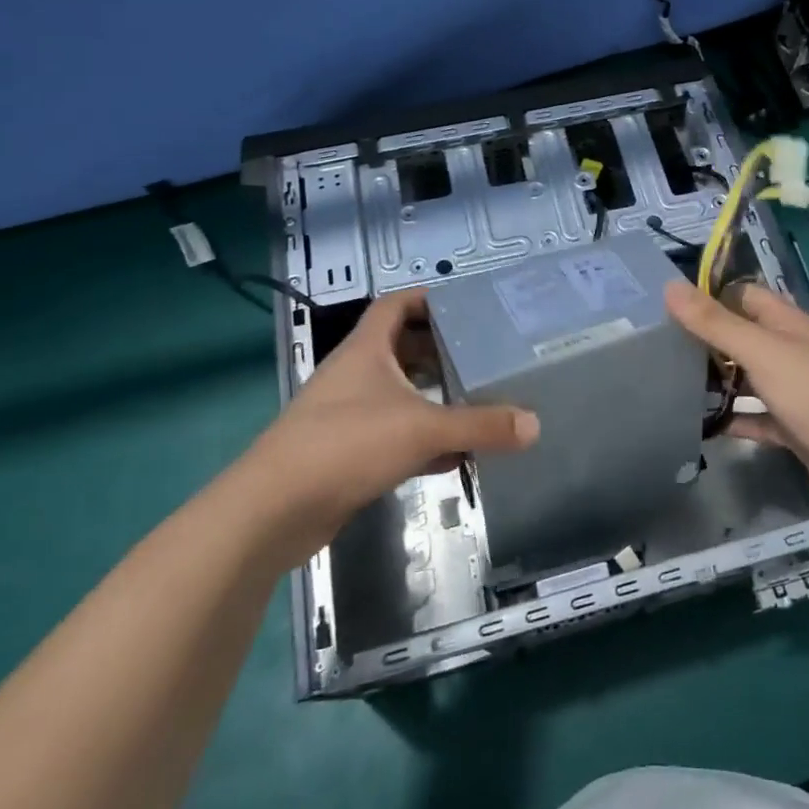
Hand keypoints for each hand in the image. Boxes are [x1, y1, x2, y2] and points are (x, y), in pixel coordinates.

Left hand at [243, 288, 538, 545]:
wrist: (274, 510)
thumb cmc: (347, 445)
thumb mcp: (422, 429)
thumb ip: (480, 425)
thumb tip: (534, 425)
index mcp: (366, 350)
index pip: (395, 305)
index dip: (428, 298)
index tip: (466, 305)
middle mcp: (355, 374)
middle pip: (400, 348)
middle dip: (439, 350)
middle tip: (483, 355)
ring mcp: (347, 414)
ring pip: (398, 393)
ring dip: (432, 396)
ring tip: (476, 399)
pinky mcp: (346, 452)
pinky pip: (393, 433)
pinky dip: (422, 438)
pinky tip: (453, 454)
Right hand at [665, 280, 808, 515]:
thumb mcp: (760, 351)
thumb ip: (714, 322)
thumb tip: (670, 286)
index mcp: (786, 323)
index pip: (743, 296)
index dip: (710, 297)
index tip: (668, 309)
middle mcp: (790, 350)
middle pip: (742, 337)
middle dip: (707, 341)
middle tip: (660, 350)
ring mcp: (793, 389)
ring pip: (747, 378)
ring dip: (718, 382)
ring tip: (672, 385)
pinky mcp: (794, 426)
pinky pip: (756, 417)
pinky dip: (734, 419)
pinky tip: (704, 426)